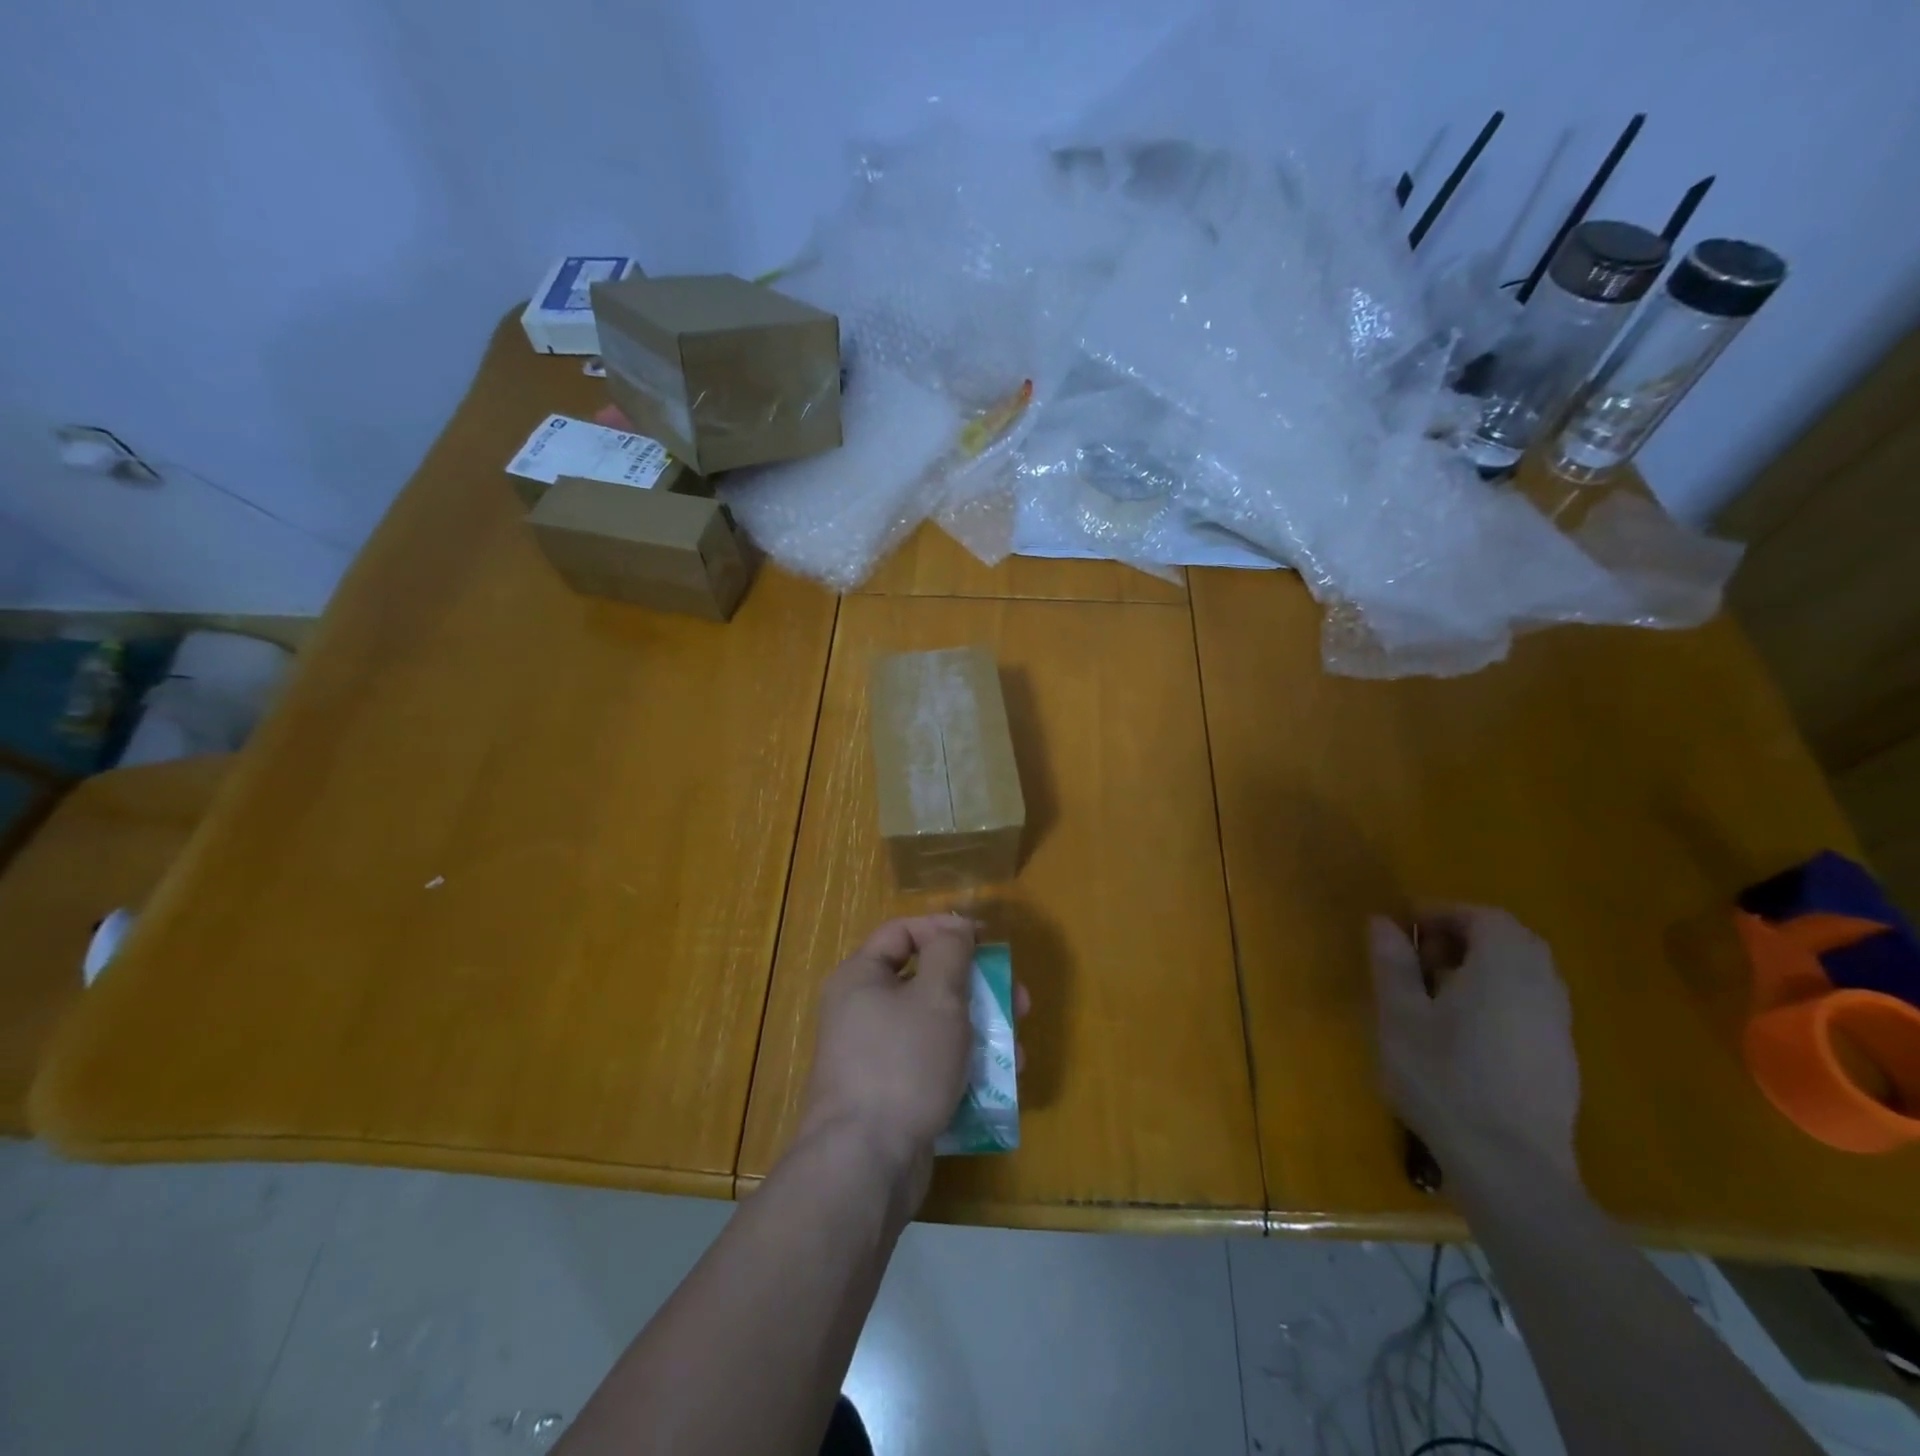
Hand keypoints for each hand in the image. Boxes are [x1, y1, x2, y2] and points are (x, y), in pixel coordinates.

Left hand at [799, 914, 1024, 1208]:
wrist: (865, 1163)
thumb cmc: (902, 1063)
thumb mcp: (936, 996)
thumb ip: (951, 952)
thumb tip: (957, 927)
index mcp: (861, 977)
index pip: (904, 932)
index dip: (947, 929)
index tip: (987, 942)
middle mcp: (862, 1011)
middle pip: (926, 980)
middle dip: (977, 988)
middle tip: (1017, 999)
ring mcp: (876, 1056)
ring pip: (936, 1026)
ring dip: (980, 1031)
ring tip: (1017, 1049)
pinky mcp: (892, 1094)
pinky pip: (933, 1064)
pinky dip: (965, 1066)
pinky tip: (1000, 1082)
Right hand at [1369, 906, 1581, 1185]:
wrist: (1509, 1166)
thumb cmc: (1443, 1077)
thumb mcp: (1399, 1014)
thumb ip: (1392, 962)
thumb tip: (1383, 922)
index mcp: (1504, 967)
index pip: (1484, 916)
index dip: (1443, 914)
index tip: (1407, 931)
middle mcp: (1542, 987)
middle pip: (1512, 941)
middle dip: (1465, 939)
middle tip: (1422, 959)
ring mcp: (1559, 1026)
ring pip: (1525, 974)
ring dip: (1484, 969)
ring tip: (1437, 995)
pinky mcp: (1562, 1060)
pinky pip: (1532, 1006)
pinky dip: (1500, 1000)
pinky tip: (1466, 1034)